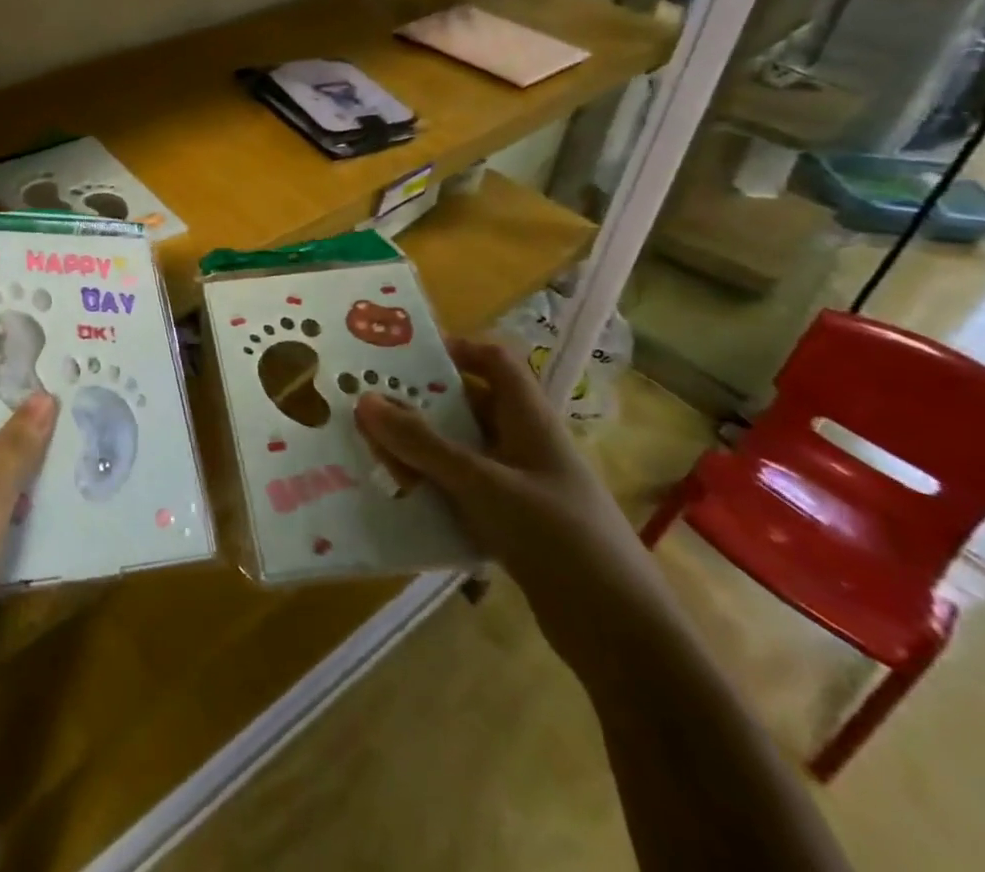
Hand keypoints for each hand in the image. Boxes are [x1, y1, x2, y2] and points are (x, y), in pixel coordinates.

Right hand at [354, 337, 665, 664]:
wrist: (620, 634)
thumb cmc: (555, 536)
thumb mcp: (481, 483)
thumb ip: (422, 444)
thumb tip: (364, 400)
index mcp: (529, 420)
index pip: (494, 362)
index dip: (456, 349)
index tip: (404, 356)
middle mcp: (525, 446)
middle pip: (468, 407)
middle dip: (421, 406)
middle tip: (370, 407)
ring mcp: (521, 488)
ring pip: (461, 453)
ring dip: (421, 452)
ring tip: (372, 454)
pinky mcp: (514, 527)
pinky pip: (463, 493)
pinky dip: (433, 491)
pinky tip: (400, 501)